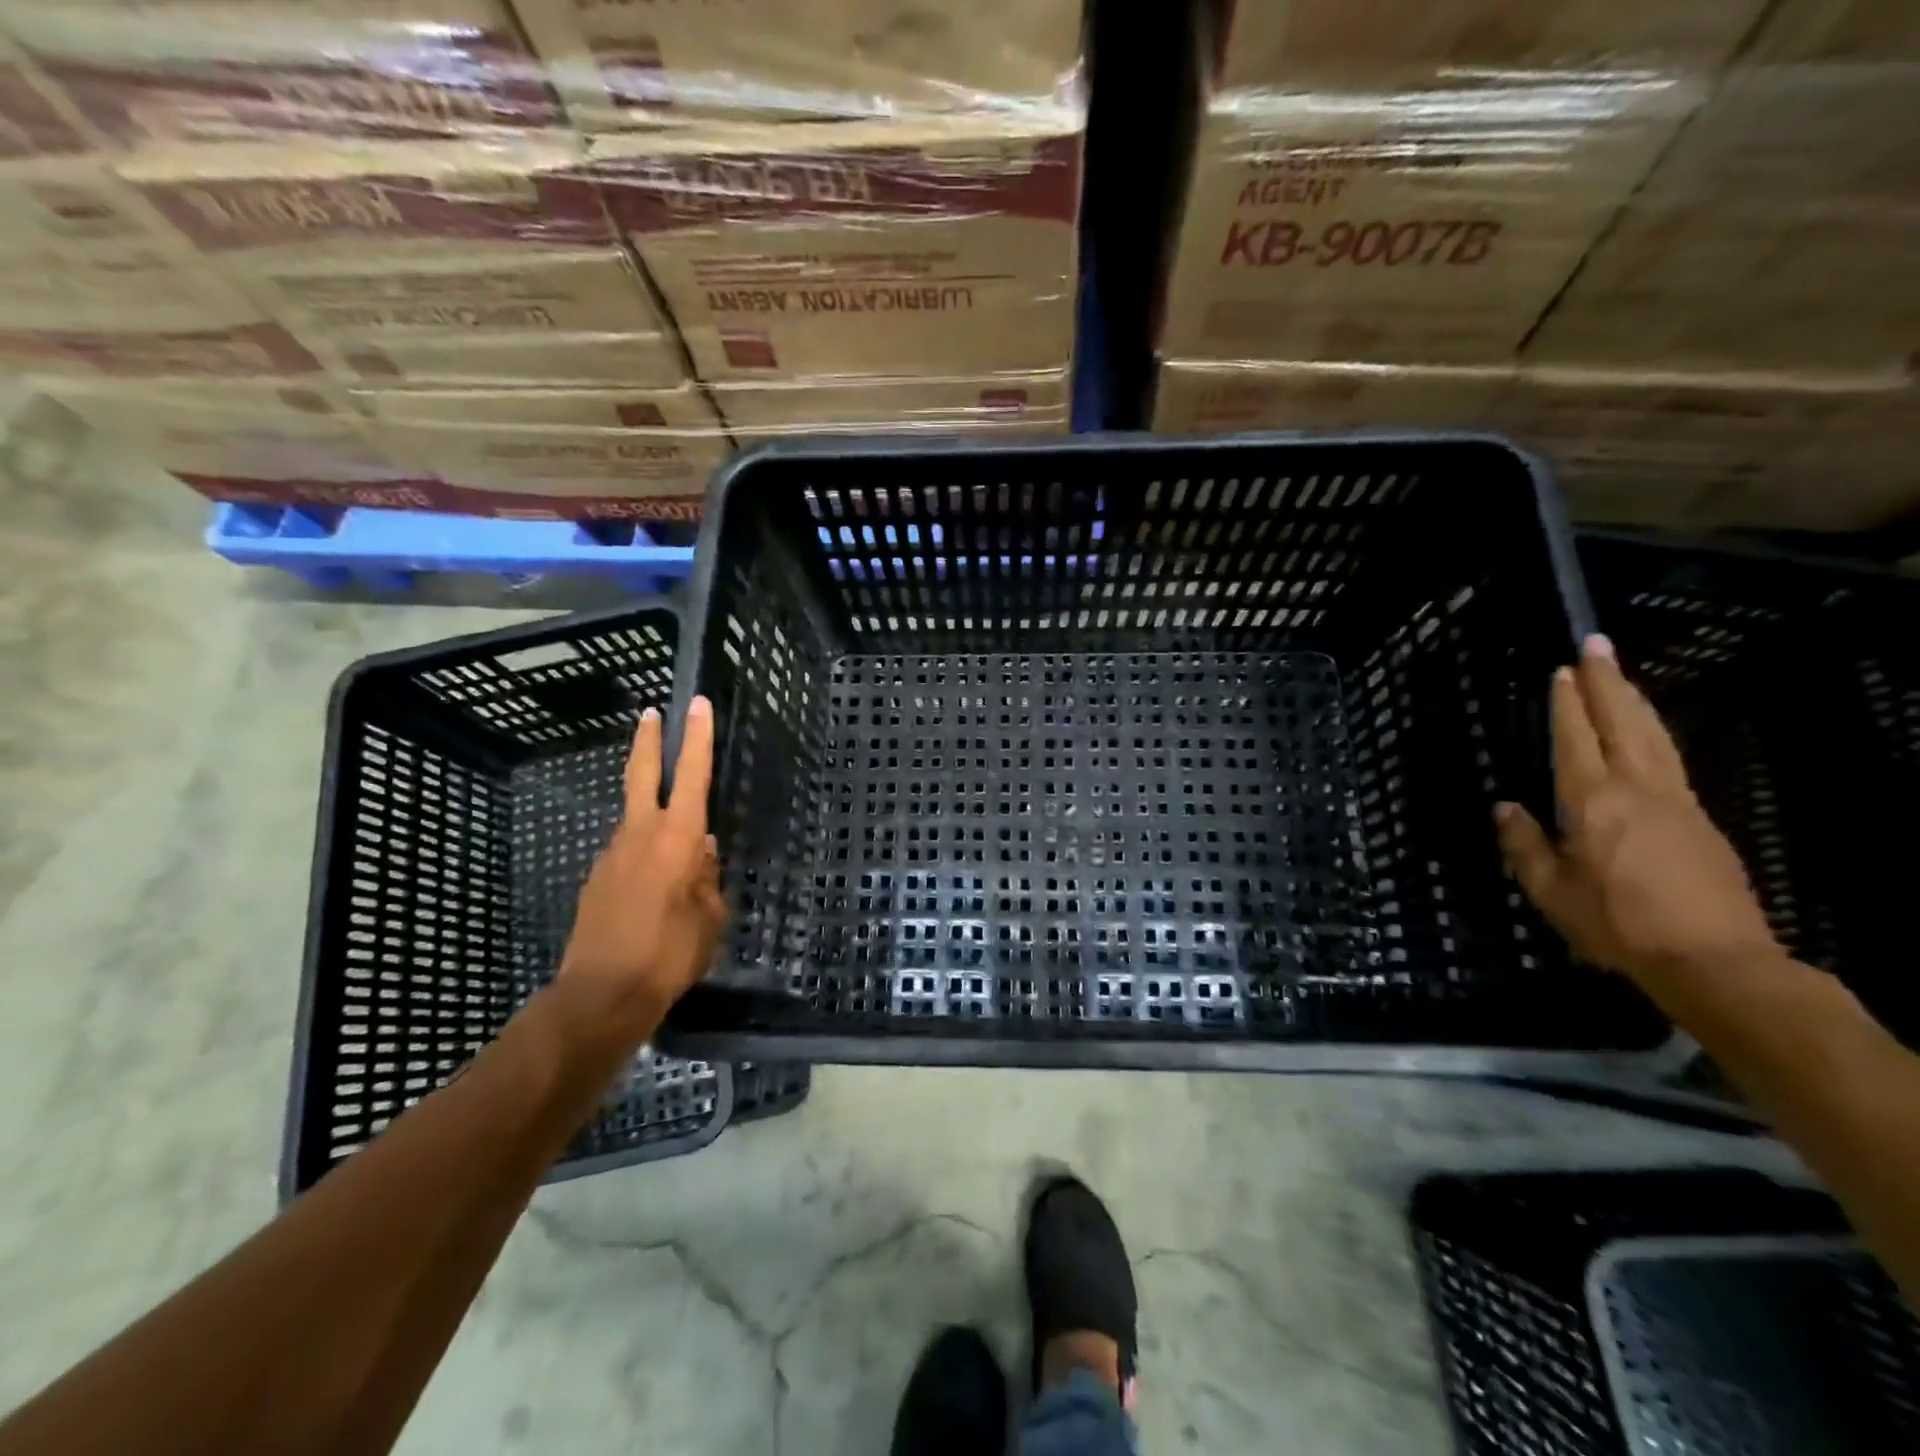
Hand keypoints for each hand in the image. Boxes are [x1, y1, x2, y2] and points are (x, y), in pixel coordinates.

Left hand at [559, 697, 725, 1031]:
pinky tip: (656, 887)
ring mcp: (612, 856)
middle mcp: (640, 836)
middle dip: (649, 741)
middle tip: (651, 713)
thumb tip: (704, 853)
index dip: (697, 738)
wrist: (600, 996)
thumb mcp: (709, 918)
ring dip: (653, 814)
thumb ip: (708, 878)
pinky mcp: (597, 881)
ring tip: (679, 849)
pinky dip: (645, 855)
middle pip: (642, 775)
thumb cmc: (669, 954)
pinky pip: (628, 855)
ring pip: (636, 819)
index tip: (696, 704)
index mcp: (677, 840)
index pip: (692, 776)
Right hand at [1495, 635, 1779, 986]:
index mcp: (1592, 802)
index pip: (1574, 739)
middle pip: (1622, 722)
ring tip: (1618, 673)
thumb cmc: (1615, 924)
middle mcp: (1637, 789)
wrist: (1713, 960)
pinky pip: (1669, 760)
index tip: (1561, 670)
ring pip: (1653, 736)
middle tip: (1597, 644)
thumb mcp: (1549, 890)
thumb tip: (1506, 808)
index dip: (1566, 704)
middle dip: (1607, 681)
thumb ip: (1523, 844)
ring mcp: (1676, 802)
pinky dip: (1652, 732)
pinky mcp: (1700, 821)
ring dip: (1634, 699)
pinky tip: (1645, 731)